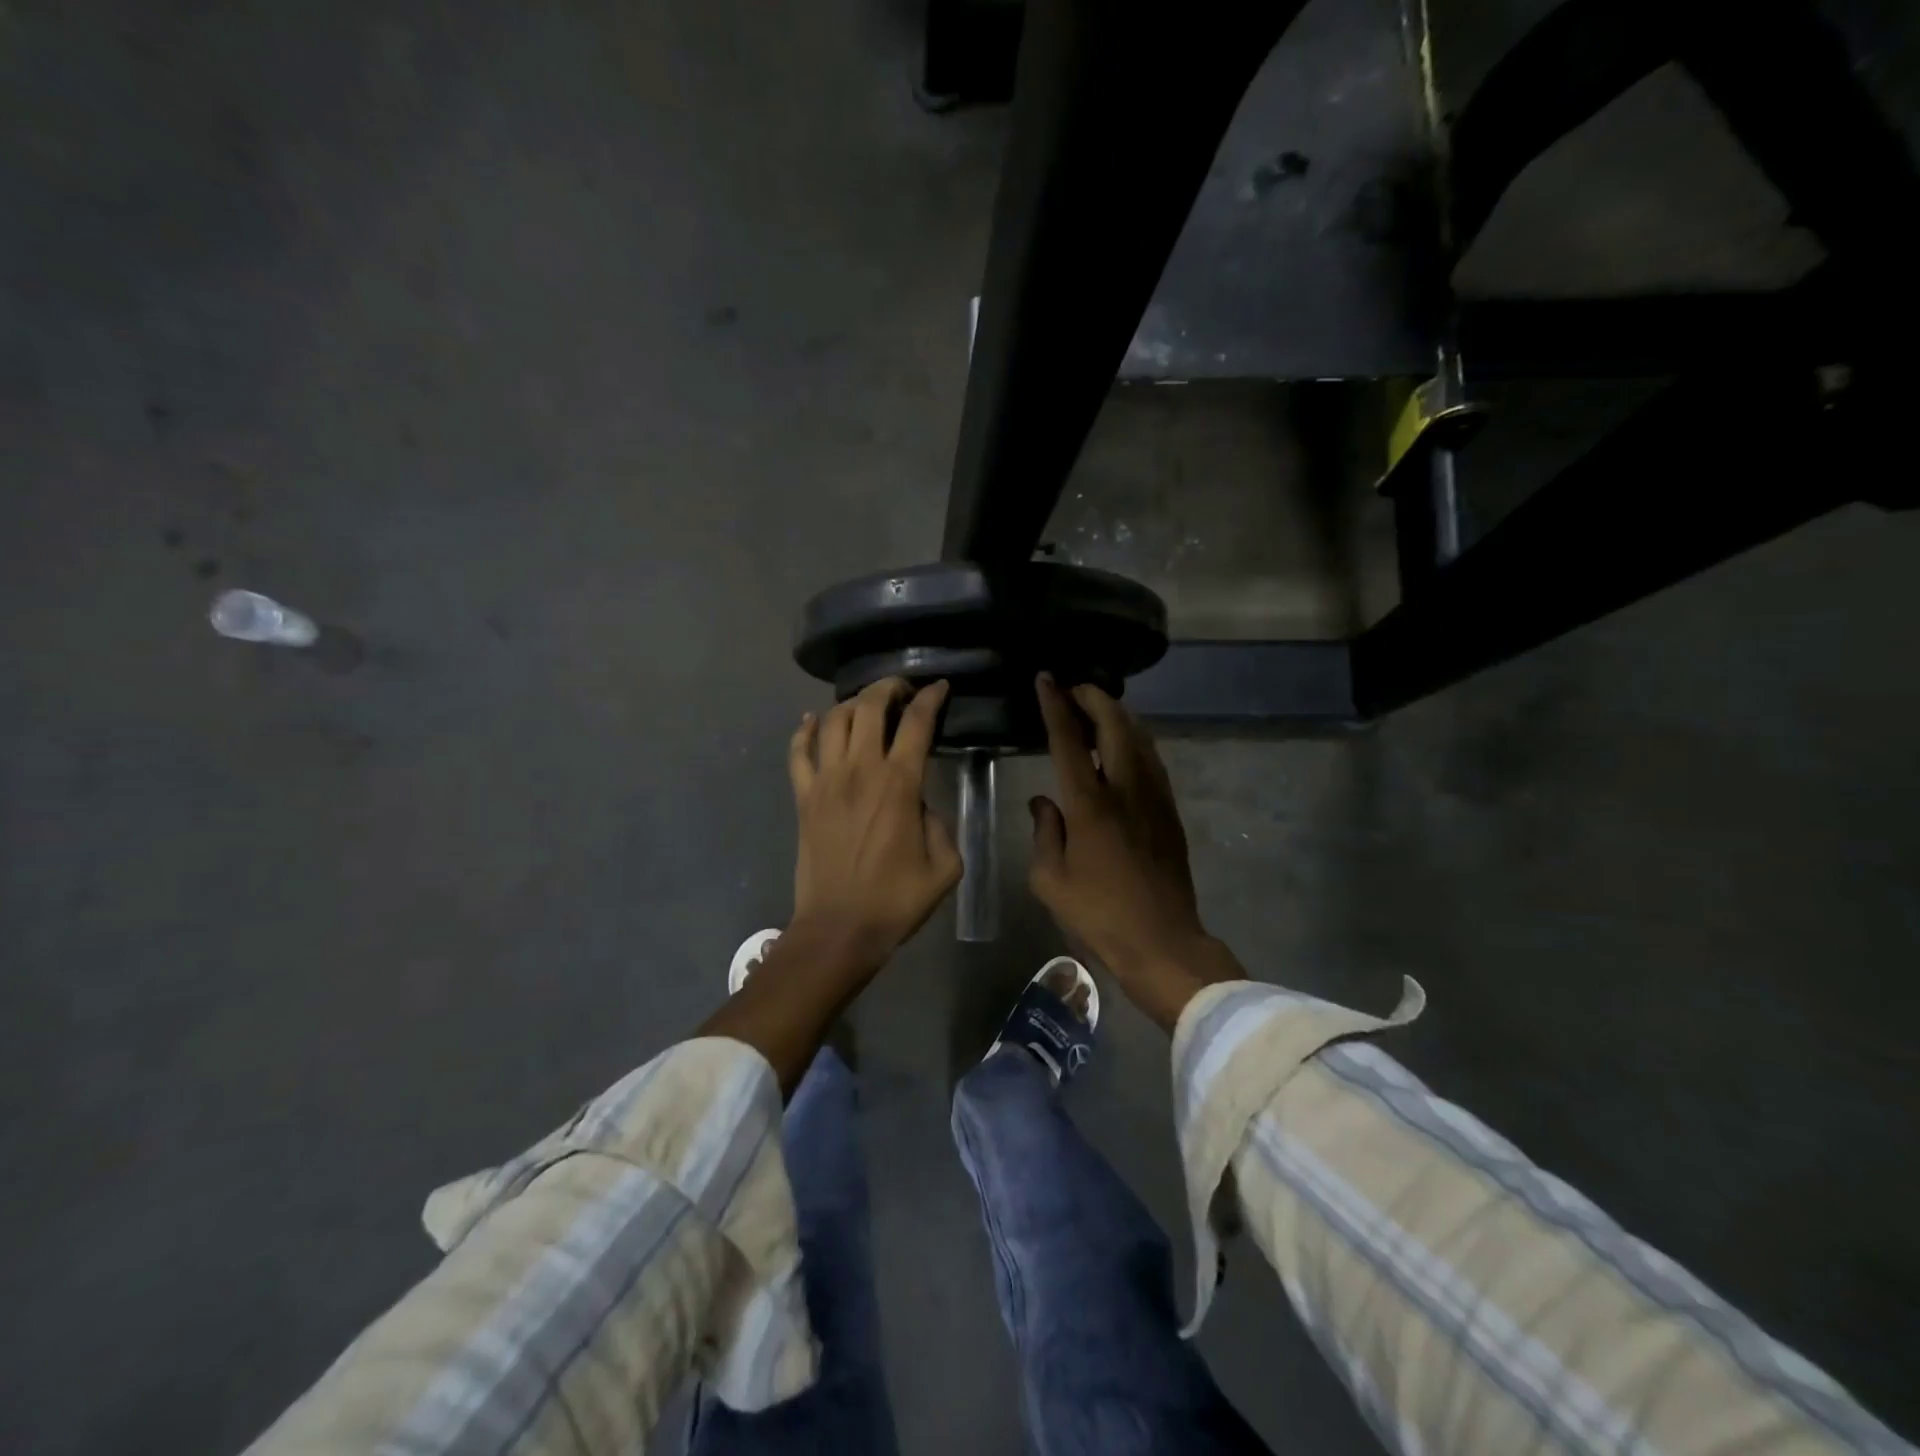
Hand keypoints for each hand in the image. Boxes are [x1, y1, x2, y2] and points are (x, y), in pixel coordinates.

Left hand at [788, 676, 962, 968]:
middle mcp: (860, 771)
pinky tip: (815, 720)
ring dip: (852, 703)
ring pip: (833, 720)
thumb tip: (922, 804)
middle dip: (888, 687)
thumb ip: (942, 825)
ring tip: (867, 706)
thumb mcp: (945, 867)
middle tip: (902, 690)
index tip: (940, 687)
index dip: (931, 697)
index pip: (916, 722)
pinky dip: (805, 729)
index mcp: (899, 785)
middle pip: (869, 706)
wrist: (839, 928)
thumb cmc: (896, 901)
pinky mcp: (803, 797)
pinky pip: (798, 751)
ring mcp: (825, 781)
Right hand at [1029, 674, 1240, 1029]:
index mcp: (1090, 805)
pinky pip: (1152, 759)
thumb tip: (1042, 800)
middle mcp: (1126, 789)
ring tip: (1096, 708)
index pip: (1069, 740)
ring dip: (1117, 714)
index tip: (1046, 680)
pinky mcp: (1170, 811)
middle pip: (1115, 724)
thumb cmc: (1098, 914)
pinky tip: (1122, 745)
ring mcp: (1154, 797)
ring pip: (1140, 737)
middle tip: (1073, 688)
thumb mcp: (1050, 879)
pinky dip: (1133, 739)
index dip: (1055, 705)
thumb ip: (1044, 831)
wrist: (1162, 941)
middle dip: (1093, 697)